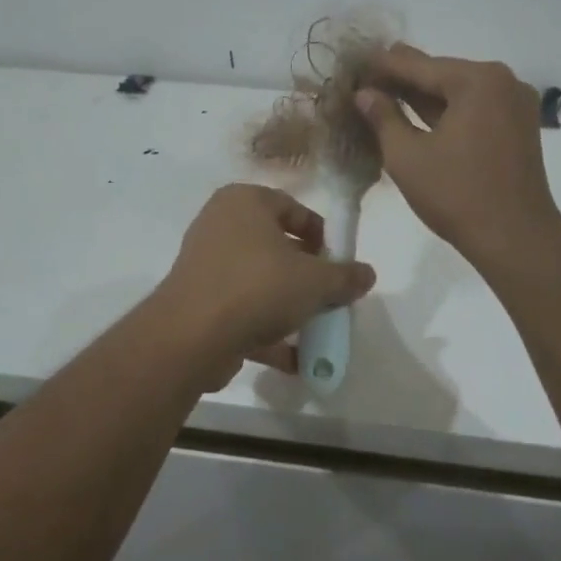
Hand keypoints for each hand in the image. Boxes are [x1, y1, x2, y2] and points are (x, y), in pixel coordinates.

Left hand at [153, 184, 376, 374]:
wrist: (192, 337)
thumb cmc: (258, 287)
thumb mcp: (315, 281)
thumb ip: (345, 276)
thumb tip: (367, 274)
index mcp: (244, 202)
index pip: (293, 208)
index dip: (322, 235)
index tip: (340, 262)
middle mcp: (220, 225)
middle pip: (276, 246)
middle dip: (307, 274)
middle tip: (330, 295)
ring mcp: (206, 265)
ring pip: (259, 281)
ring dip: (288, 306)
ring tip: (317, 329)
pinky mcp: (199, 302)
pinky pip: (242, 310)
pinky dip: (267, 331)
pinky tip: (295, 359)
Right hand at [356, 44, 560, 267]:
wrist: (516, 239)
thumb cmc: (456, 195)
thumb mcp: (407, 156)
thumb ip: (383, 118)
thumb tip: (364, 93)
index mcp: (477, 80)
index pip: (418, 65)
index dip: (382, 66)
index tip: (353, 64)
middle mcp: (502, 81)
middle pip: (441, 74)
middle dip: (403, 80)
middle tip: (364, 78)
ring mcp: (515, 104)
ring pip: (458, 92)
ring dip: (424, 97)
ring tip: (383, 95)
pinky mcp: (518, 127)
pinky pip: (474, 109)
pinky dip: (447, 112)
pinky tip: (417, 115)